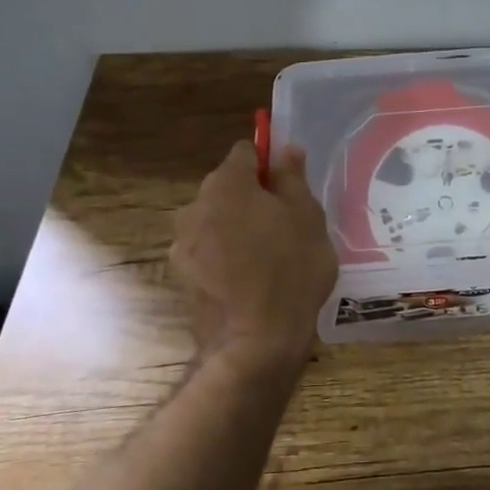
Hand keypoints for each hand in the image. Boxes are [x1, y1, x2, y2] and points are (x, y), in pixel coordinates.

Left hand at [171, 140, 337, 365]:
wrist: (256, 340)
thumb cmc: (290, 268)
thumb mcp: (307, 216)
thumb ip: (292, 178)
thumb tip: (285, 149)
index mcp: (227, 183)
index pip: (245, 153)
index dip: (268, 163)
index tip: (288, 185)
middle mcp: (195, 206)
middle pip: (226, 188)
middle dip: (251, 198)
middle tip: (285, 223)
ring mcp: (182, 243)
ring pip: (215, 222)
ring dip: (236, 229)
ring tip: (267, 256)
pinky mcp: (181, 277)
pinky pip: (208, 253)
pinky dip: (225, 258)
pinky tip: (249, 280)